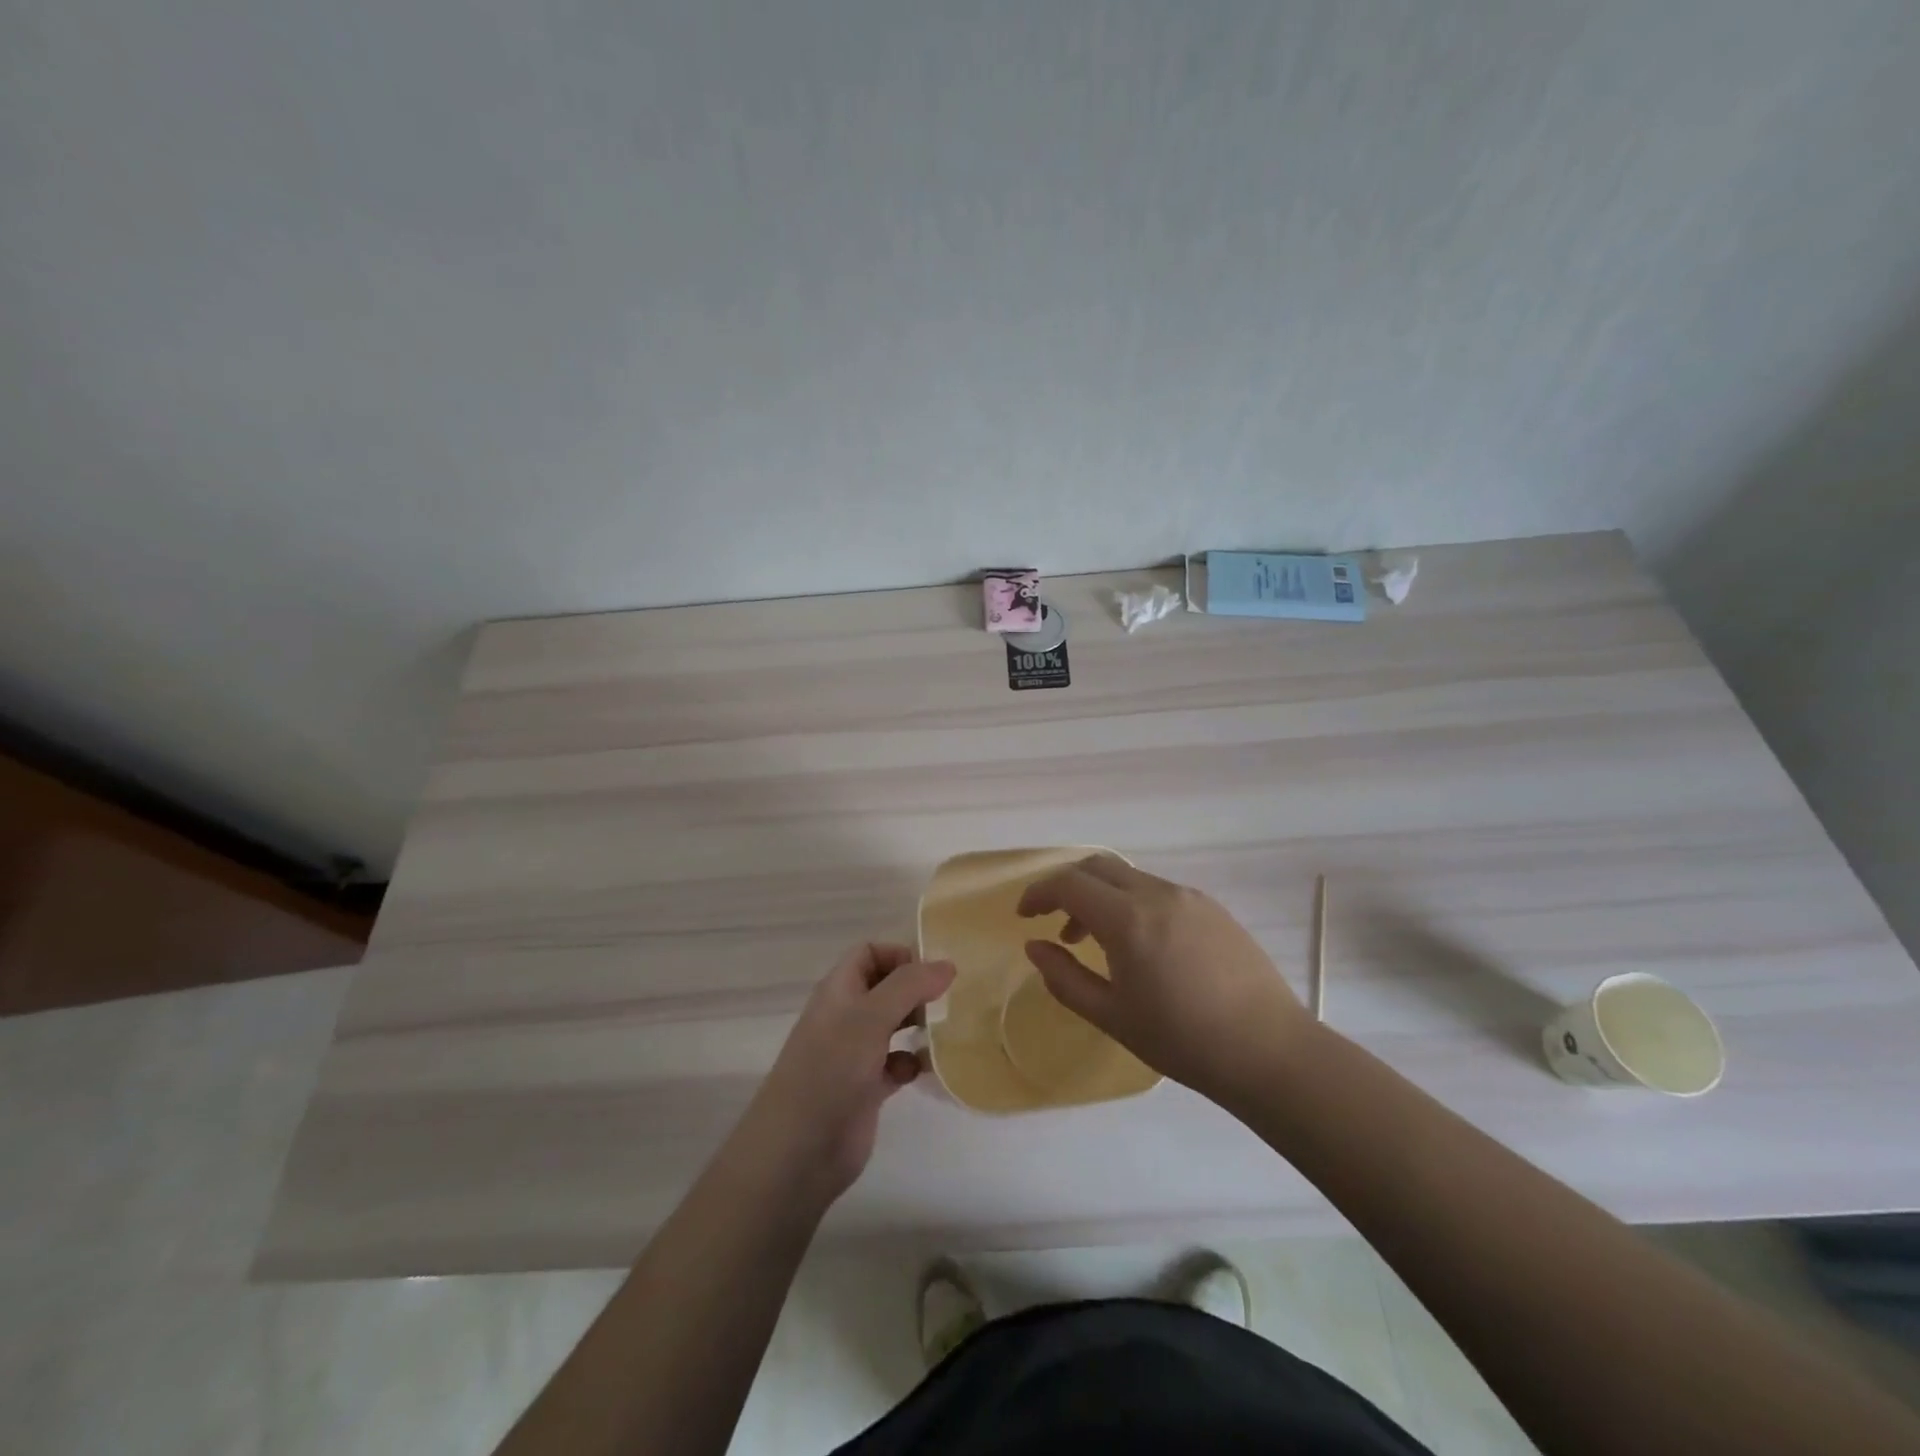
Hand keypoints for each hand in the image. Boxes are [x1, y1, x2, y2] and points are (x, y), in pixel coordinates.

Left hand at [729, 944, 954, 1209]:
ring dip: (918, 1024)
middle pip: (885, 987)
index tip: (934, 971)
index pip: (869, 953)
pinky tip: (927, 1068)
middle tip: (949, 1000)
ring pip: (893, 1025)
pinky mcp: (866, 1088)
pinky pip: (896, 1064)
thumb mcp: (871, 1017)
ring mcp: (855, 1053)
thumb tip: (948, 964)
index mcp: (839, 990)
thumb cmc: (831, 1069)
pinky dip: (913, 1062)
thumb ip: (909, 985)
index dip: (899, 954)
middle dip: (916, 989)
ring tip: (946, 1029)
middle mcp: (846, 1016)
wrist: (798, 1150)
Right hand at [1018, 855, 1313, 1109]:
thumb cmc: (1182, 1040)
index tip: (1024, 916)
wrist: (1269, 1050)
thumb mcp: (1111, 1016)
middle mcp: (1157, 893)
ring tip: (1094, 941)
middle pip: (1097, 867)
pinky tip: (1140, 945)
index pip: (1069, 884)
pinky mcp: (1212, 908)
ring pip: (1129, 878)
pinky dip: (1132, 903)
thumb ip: (1064, 978)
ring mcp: (1189, 897)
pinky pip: (1158, 891)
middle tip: (1054, 922)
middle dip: (1067, 886)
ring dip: (1101, 896)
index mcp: (1127, 919)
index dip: (1039, 894)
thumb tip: (1035, 947)